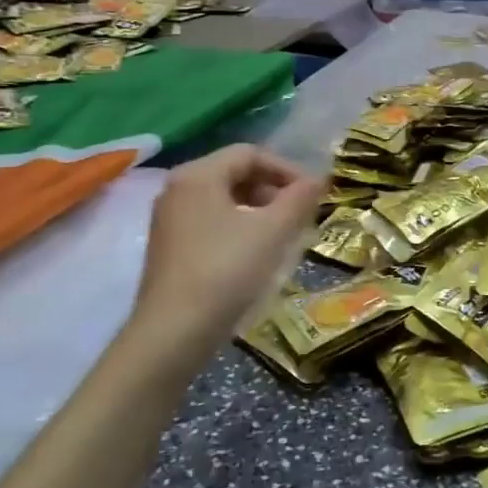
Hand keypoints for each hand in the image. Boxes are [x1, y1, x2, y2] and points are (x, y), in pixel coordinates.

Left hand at [124, 144, 324, 365]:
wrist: (173, 333)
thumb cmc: (226, 271)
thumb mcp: (272, 231)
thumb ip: (299, 199)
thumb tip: (319, 179)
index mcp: (198, 175)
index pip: (250, 153)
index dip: (287, 169)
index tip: (313, 194)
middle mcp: (177, 189)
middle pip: (235, 173)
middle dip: (273, 190)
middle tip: (300, 215)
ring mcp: (169, 219)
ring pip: (224, 200)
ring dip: (259, 210)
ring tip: (284, 235)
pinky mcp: (169, 248)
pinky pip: (211, 222)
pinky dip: (239, 227)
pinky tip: (256, 254)